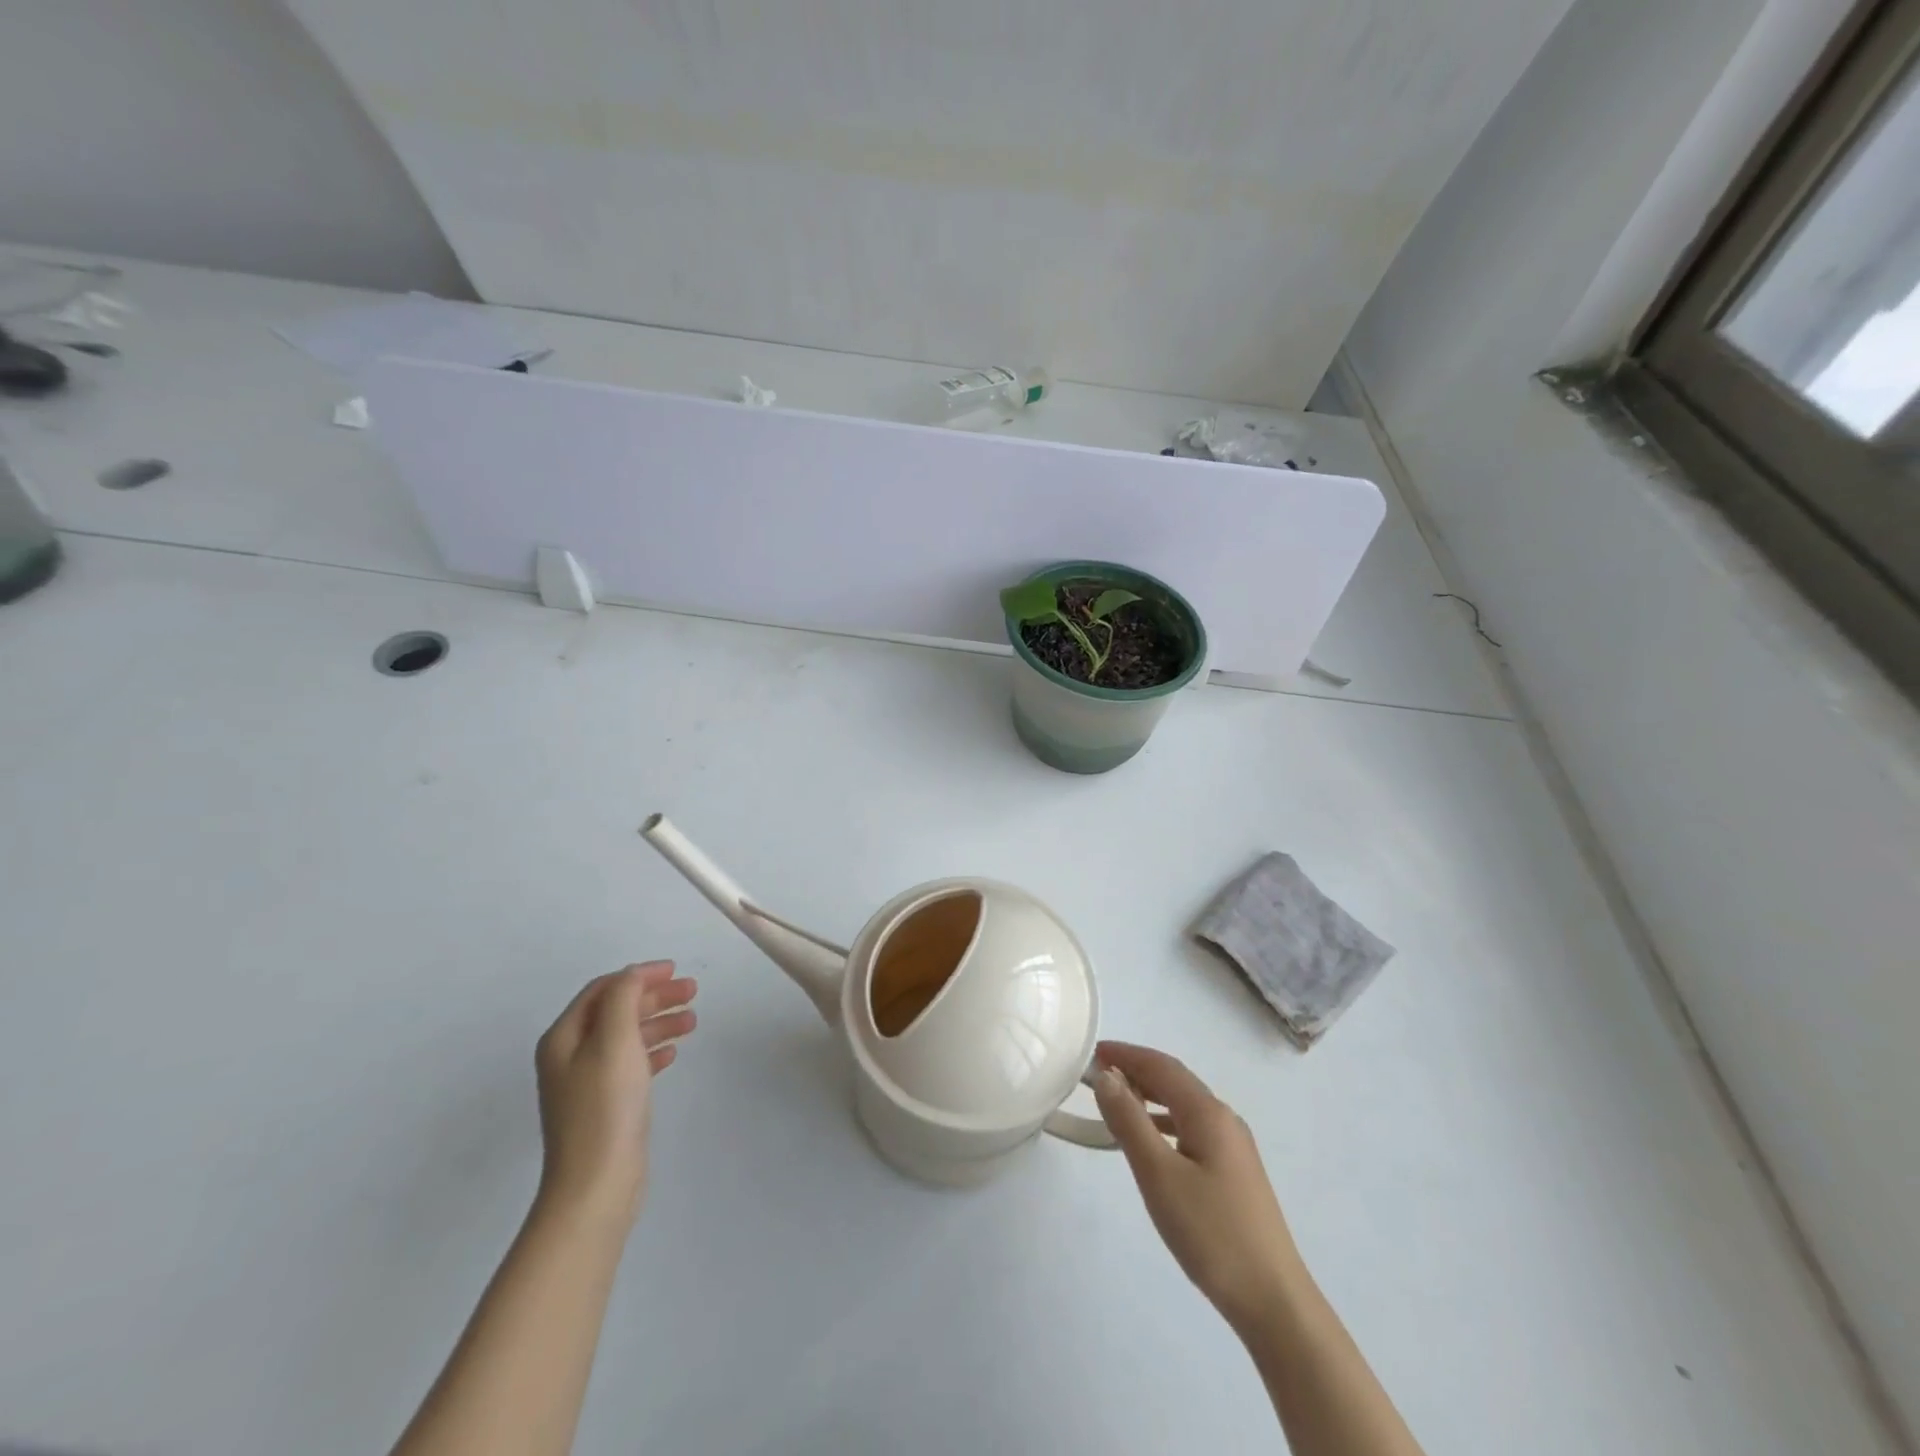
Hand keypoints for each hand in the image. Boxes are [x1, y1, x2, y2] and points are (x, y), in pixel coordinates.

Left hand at [534, 962, 697, 1224]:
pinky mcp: (604, 1105)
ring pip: (627, 1037)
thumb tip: (633, 974)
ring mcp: (586, 1083)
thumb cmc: (605, 1106)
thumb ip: (624, 998)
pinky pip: (631, 1064)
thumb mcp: (615, 1041)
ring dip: (658, 1022)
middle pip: (616, 1011)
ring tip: (692, 1021)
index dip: (639, 975)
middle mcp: (569, 1056)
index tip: (675, 970)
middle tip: (692, 991)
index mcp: (564, 1038)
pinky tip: (673, 1053)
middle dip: (654, 997)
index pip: (603, 989)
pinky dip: (652, 1051)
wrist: (596, 1184)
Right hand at [1092, 1041, 1301, 1329]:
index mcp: (1208, 1113)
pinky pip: (1192, 1128)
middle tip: (1098, 1074)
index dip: (1126, 1054)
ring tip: (1116, 1102)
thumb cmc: (1211, 1233)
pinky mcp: (1234, 1173)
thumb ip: (1129, 1121)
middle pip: (1175, 1081)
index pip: (1161, 1066)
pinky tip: (1150, 1142)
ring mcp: (1234, 1147)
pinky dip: (1163, 1122)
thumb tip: (1107, 1076)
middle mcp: (1224, 1119)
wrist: (1273, 1301)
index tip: (1092, 1052)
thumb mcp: (1159, 1175)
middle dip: (1136, 1070)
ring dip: (1149, 1095)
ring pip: (1184, 1105)